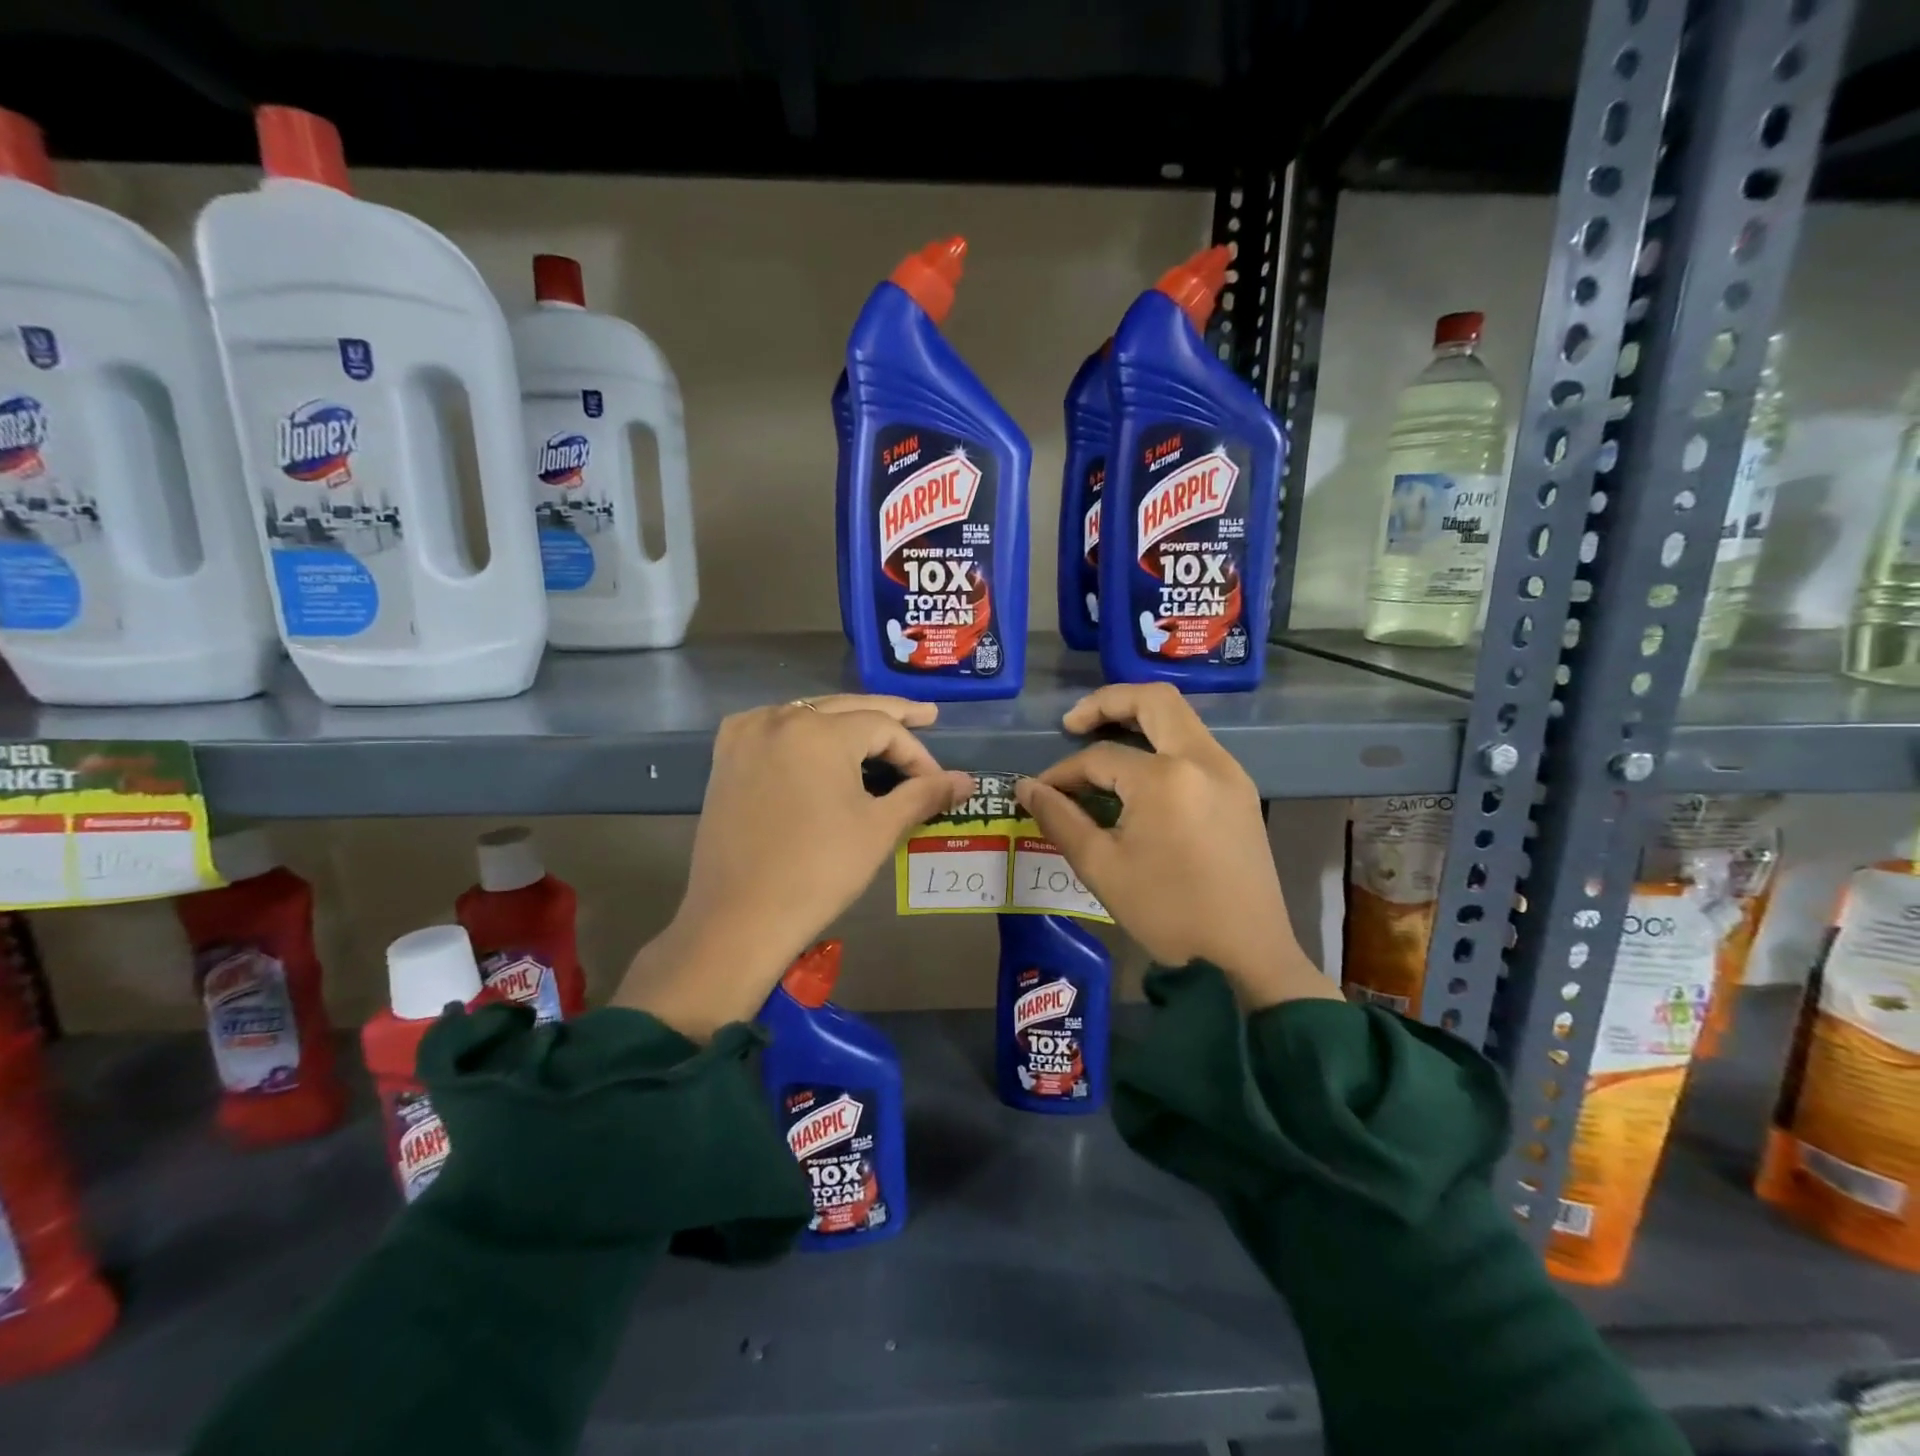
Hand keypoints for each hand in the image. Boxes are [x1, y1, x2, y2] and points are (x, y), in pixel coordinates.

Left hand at [616, 696, 971, 1038]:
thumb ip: (924, 794)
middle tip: (928, 717)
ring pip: (810, 714)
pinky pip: (776, 728)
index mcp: (819, 731)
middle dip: (890, 716)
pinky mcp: (726, 758)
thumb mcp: (879, 828)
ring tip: (880, 733)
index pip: (884, 727)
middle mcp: (779, 719)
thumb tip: (966, 781)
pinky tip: (819, 741)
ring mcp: (747, 735)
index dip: (917, 753)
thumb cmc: (819, 871)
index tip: (937, 782)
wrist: (739, 918)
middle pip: (847, 708)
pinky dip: (804, 730)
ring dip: (847, 721)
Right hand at [1016, 683, 1338, 1010]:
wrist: (1248, 953)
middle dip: (1107, 702)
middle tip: (1073, 724)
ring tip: (1101, 742)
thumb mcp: (1102, 868)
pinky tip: (1139, 774)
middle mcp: (1203, 759)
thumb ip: (1060, 819)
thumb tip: (1026, 788)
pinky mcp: (1240, 790)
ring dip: (1138, 720)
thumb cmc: (1169, 912)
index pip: (1100, 756)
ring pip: (1180, 719)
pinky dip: (1162, 743)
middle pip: (1154, 700)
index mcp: (1165, 778)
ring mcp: (1228, 772)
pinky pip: (1195, 746)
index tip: (1040, 792)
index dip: (1063, 772)